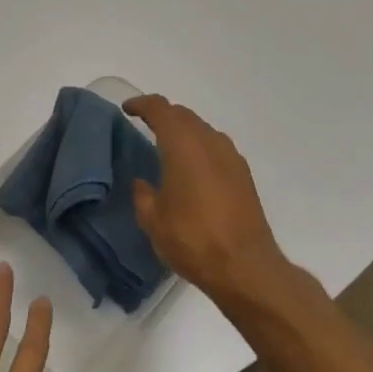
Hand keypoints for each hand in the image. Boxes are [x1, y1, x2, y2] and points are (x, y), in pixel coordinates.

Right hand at [124, 94, 286, 299]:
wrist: (245, 267)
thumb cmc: (192, 240)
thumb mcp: (153, 220)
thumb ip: (144, 195)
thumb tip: (143, 183)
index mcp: (183, 146)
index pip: (161, 109)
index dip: (142, 104)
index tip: (127, 109)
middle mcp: (210, 143)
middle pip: (184, 115)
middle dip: (163, 115)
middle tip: (144, 125)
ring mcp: (231, 158)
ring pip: (203, 130)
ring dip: (184, 131)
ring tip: (167, 146)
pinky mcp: (243, 176)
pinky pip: (216, 148)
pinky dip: (199, 147)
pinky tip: (191, 168)